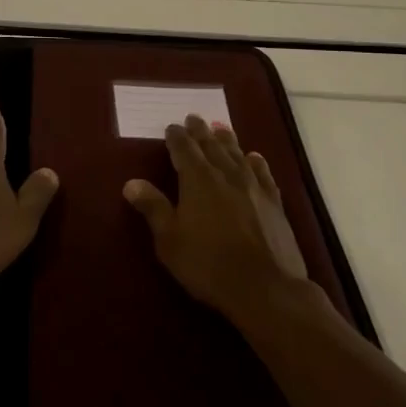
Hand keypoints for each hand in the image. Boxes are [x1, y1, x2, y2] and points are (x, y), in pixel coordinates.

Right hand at [124, 115, 308, 319]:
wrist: (266, 288)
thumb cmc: (209, 265)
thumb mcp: (170, 240)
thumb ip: (153, 208)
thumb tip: (131, 182)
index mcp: (197, 179)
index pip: (183, 149)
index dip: (176, 136)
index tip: (171, 127)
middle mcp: (225, 174)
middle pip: (210, 145)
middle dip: (200, 131)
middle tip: (193, 118)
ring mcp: (253, 186)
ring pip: (236, 154)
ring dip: (226, 139)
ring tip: (220, 128)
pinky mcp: (274, 202)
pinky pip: (263, 173)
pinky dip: (255, 161)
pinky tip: (254, 157)